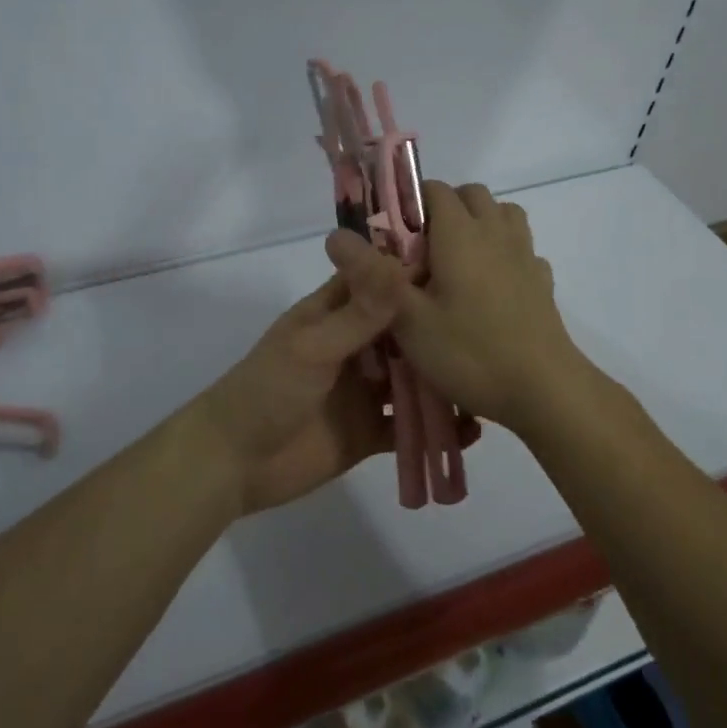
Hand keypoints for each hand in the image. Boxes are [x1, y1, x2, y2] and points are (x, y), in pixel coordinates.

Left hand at [184, 270, 478, 515]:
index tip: (465, 264)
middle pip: (403, 329)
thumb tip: (403, 267)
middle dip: (438, 327)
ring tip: (488, 374)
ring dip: (441, 377)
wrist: (234, 463)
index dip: (414, 270)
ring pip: (411, 377)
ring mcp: (362, 390)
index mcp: (334, 313)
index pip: (378, 280)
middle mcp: (354, 346)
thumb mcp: (314, 347)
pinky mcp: (368, 431)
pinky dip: (435, 427)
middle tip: (493, 323)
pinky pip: (407, 425)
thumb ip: (360, 314)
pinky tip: (473, 429)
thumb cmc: (268, 390)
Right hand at [325, 181, 589, 434]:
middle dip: (444, 209)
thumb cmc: (470, 352)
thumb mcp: (408, 320)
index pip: (434, 189)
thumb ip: (372, 276)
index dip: (409, 203)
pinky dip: (504, 253)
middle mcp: (495, 232)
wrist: (545, 390)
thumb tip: (334, 236)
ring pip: (502, 214)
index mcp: (461, 233)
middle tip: (421, 252)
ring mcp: (524, 255)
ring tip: (456, 262)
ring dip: (478, 223)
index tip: (391, 237)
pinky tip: (491, 286)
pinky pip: (521, 248)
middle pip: (471, 194)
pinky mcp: (541, 281)